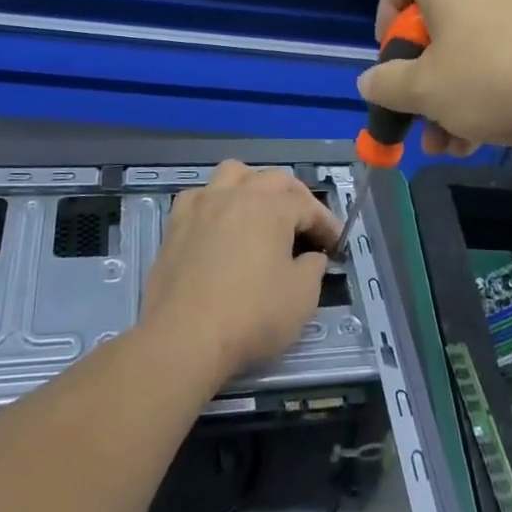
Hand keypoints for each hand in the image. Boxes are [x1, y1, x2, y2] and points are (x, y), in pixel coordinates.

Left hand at [139, 161, 339, 385]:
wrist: (184, 339)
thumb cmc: (251, 317)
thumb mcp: (302, 298)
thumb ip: (313, 268)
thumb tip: (310, 256)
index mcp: (271, 207)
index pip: (307, 205)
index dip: (326, 223)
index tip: (336, 245)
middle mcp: (237, 194)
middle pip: (274, 179)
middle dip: (296, 198)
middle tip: (306, 226)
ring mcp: (202, 205)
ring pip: (233, 173)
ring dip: (254, 185)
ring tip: (261, 210)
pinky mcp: (176, 224)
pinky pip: (200, 195)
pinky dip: (216, 201)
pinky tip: (220, 222)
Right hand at [358, 0, 511, 152]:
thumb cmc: (495, 78)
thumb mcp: (427, 91)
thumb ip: (388, 84)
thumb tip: (369, 80)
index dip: (385, 13)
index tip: (392, 56)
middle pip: (436, 19)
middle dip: (422, 75)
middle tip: (421, 115)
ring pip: (470, 44)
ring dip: (453, 94)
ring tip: (451, 145)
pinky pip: (504, 49)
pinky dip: (488, 85)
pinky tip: (488, 135)